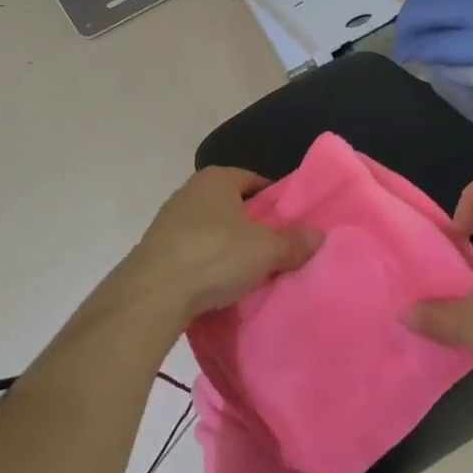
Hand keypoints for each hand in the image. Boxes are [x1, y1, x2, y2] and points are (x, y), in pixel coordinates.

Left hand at [121, 167, 321, 322]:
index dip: (273, 198)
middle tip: (274, 247)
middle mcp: (189, 191)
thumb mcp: (265, 250)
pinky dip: (206, 263)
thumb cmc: (214, 256)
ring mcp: (168, 220)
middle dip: (251, 224)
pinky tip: (218, 284)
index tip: (289, 221)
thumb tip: (320, 236)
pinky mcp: (155, 250)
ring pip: (210, 229)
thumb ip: (293, 242)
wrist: (152, 294)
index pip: (253, 179)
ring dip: (227, 246)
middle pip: (231, 204)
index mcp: (216, 178)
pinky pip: (192, 251)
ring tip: (249, 270)